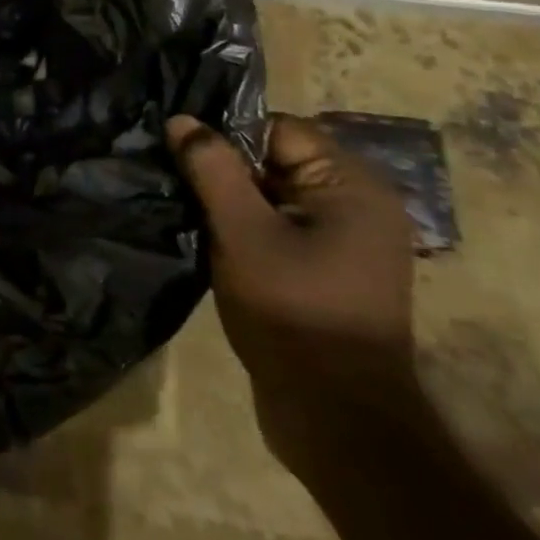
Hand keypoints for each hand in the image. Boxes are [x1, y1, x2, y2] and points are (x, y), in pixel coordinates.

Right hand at [166, 113, 417, 474]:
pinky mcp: (331, 271)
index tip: (184, 155)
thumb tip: (182, 119)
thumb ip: (212, 168)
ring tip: (192, 214)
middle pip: (277, 160)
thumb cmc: (293, 312)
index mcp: (352, 186)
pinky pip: (281, 227)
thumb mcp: (242, 231)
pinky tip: (215, 243)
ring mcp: (347, 242)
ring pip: (274, 196)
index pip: (278, 129)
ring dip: (233, 203)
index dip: (228, 137)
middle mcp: (358, 205)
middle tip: (181, 185)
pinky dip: (248, 229)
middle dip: (227, 171)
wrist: (337, 419)